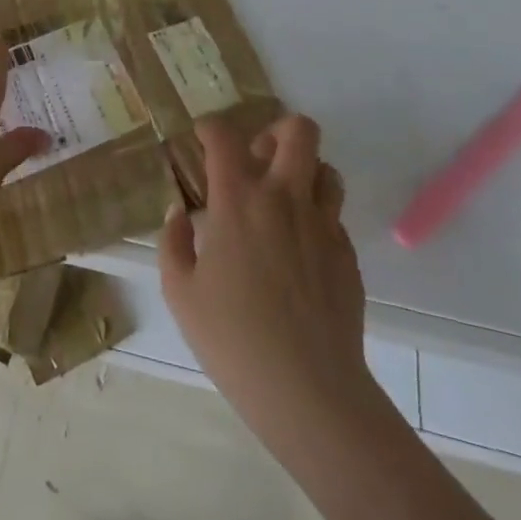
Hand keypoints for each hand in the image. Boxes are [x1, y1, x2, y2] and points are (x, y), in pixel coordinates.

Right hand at [161, 115, 371, 440]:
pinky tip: (298, 250)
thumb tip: (179, 212)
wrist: (309, 392)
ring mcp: (322, 224)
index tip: (202, 139)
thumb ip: (173, 242)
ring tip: (282, 199)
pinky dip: (315, 216)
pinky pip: (334, 215)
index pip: (225, 135)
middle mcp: (284, 198)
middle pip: (297, 131)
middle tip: (256, 159)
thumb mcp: (180, 292)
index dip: (210, 127)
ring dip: (303, 172)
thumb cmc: (233, 339)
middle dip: (276, 130)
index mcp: (238, 200)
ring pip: (325, 168)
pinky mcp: (347, 254)